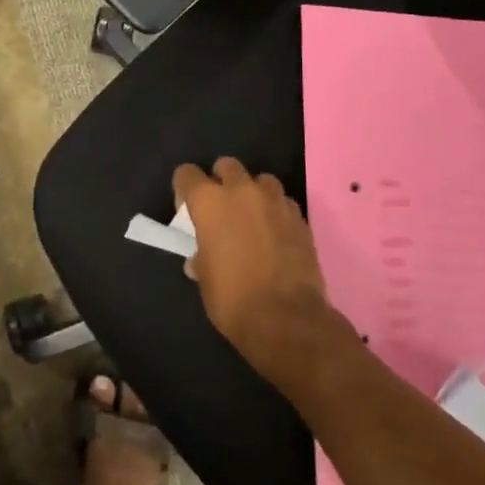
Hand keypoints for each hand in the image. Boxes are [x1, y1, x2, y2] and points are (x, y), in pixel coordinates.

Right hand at [174, 158, 336, 383]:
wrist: (287, 319)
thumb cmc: (233, 299)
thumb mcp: (204, 278)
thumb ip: (201, 257)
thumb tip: (200, 258)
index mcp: (209, 201)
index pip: (187, 174)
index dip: (185, 189)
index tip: (187, 208)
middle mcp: (241, 191)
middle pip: (227, 166)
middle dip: (221, 181)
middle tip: (221, 209)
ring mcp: (275, 201)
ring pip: (260, 180)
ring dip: (253, 193)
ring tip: (252, 218)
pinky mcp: (300, 217)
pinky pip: (283, 202)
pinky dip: (275, 211)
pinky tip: (275, 234)